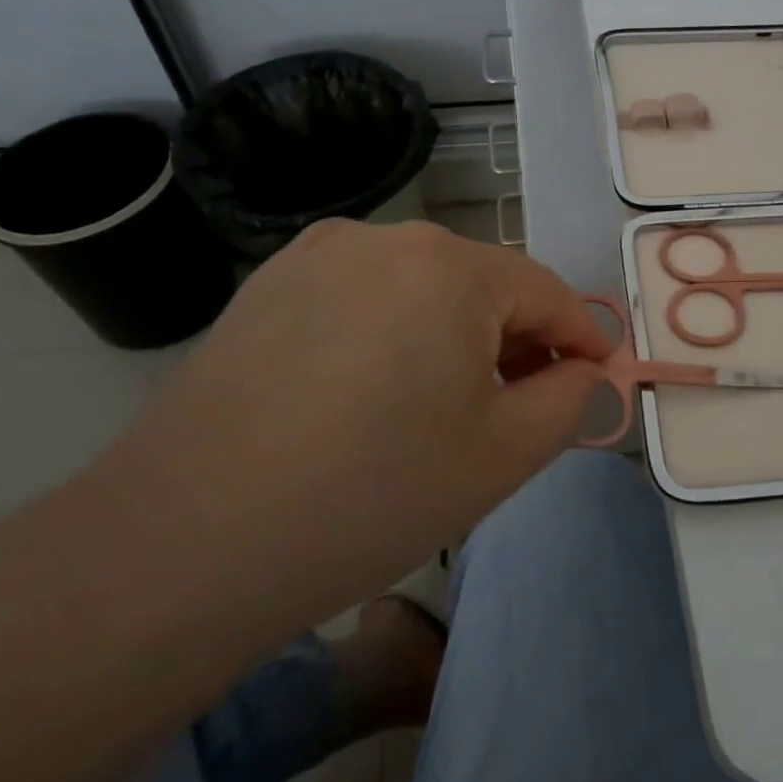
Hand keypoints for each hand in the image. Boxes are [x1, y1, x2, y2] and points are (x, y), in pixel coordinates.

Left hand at [99, 220, 611, 630]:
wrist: (185, 544)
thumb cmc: (372, 495)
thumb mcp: (504, 455)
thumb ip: (569, 399)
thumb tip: (583, 369)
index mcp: (448, 266)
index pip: (544, 292)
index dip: (581, 337)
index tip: (597, 379)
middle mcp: (383, 237)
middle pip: (481, 286)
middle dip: (515, 341)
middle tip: (519, 410)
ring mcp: (315, 255)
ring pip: (420, 290)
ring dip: (453, 337)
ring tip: (441, 409)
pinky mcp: (268, 286)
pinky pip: (362, 298)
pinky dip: (392, 335)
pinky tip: (370, 396)